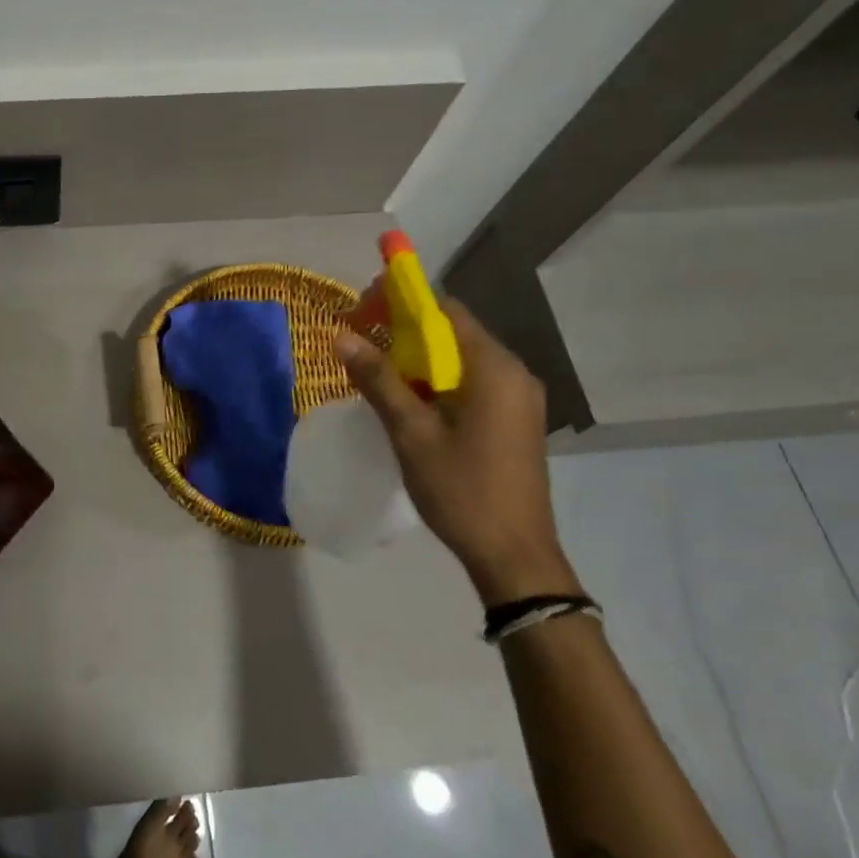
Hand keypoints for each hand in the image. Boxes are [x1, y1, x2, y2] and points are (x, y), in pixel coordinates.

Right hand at [334, 301, 577, 606]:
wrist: (514, 555)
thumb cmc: (461, 490)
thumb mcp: (411, 433)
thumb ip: (378, 380)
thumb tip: (340, 336)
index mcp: (493, 368)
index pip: (445, 310)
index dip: (400, 301)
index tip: (360, 310)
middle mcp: (513, 373)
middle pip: (452, 331)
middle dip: (403, 330)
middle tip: (359, 342)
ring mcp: (518, 398)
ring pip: (459, 359)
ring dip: (417, 358)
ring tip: (376, 373)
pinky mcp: (514, 420)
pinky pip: (470, 382)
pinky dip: (436, 381)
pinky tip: (408, 402)